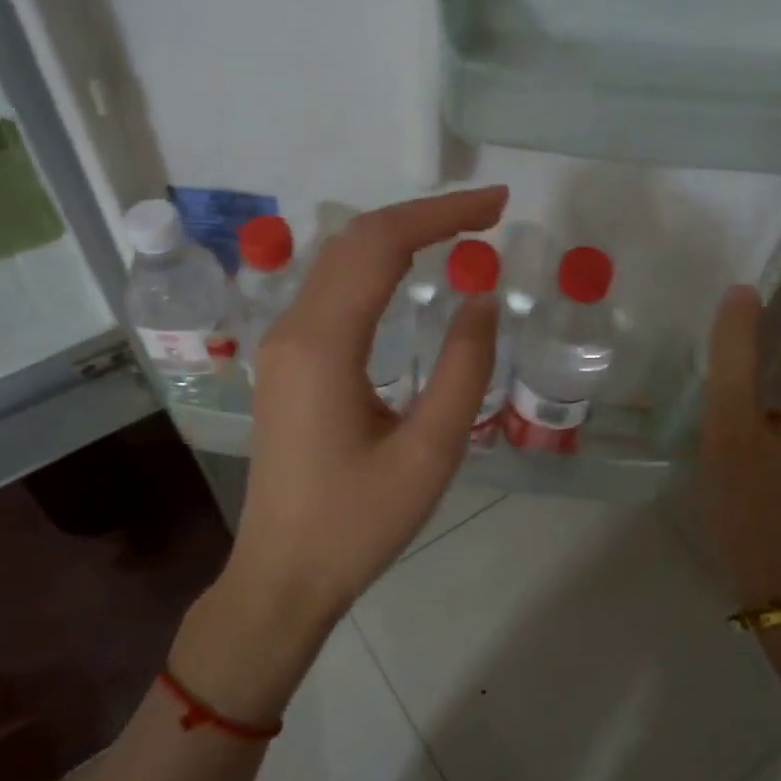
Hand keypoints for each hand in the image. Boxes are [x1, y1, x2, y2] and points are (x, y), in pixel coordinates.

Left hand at [227, 187, 508, 618]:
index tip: (498, 206)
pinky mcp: (285, 363)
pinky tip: (407, 278)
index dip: (442, 215)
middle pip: (355, 241)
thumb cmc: (357, 523)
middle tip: (488, 216)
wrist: (284, 574)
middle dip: (422, 216)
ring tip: (458, 236)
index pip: (381, 245)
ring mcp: (282, 345)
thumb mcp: (430, 453)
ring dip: (397, 237)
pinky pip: (330, 291)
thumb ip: (462, 369)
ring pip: (337, 261)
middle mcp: (293, 329)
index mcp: (323, 345)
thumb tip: (481, 299)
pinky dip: (374, 268)